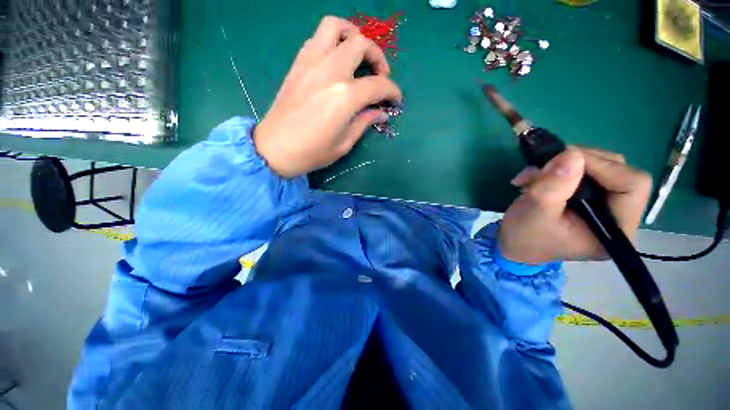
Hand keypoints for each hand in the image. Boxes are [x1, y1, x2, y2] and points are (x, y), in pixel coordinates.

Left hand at [253, 16, 402, 177]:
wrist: (275, 148)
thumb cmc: (313, 152)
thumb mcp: (345, 143)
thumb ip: (365, 122)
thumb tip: (381, 112)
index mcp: (345, 96)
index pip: (379, 85)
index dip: (393, 91)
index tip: (396, 100)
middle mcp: (330, 71)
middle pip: (361, 44)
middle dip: (378, 57)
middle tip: (380, 75)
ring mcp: (311, 63)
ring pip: (335, 27)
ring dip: (353, 36)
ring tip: (358, 55)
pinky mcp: (298, 64)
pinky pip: (317, 39)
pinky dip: (332, 42)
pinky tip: (335, 60)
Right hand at [498, 147, 652, 263]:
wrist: (513, 244)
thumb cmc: (524, 235)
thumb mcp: (534, 210)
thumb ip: (554, 185)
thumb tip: (572, 153)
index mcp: (616, 231)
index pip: (632, 184)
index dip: (601, 166)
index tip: (563, 161)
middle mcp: (620, 218)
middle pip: (618, 172)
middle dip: (578, 163)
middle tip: (544, 165)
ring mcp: (607, 208)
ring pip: (602, 168)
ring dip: (564, 165)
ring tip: (533, 174)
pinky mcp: (592, 201)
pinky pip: (587, 173)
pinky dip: (560, 169)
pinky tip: (537, 177)